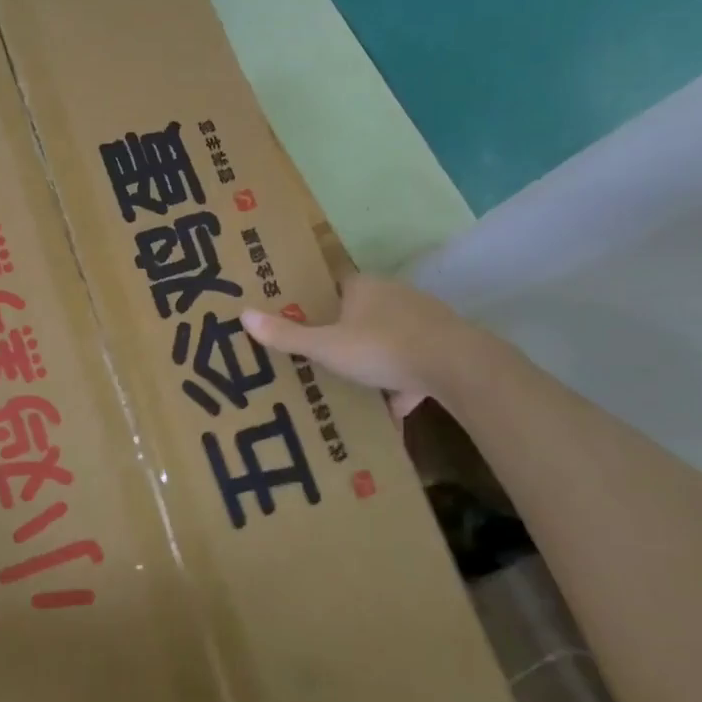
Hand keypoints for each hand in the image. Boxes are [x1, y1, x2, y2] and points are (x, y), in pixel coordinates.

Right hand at [240, 276, 474, 417]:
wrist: (458, 367)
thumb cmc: (383, 348)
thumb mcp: (327, 346)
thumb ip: (288, 335)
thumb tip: (243, 313)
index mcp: (363, 287)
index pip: (333, 286)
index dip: (315, 303)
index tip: (298, 321)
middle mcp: (393, 296)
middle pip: (359, 314)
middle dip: (341, 337)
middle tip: (319, 359)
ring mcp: (422, 321)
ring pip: (387, 341)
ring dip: (372, 363)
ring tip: (351, 389)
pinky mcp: (442, 347)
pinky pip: (412, 366)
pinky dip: (400, 387)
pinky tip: (390, 415)